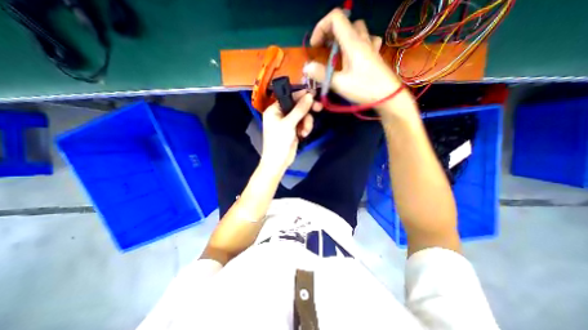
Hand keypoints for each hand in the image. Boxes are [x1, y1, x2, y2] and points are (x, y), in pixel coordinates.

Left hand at [259, 89, 319, 172]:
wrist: (278, 161)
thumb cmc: (279, 141)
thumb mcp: (289, 124)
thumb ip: (299, 109)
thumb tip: (310, 96)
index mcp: (274, 109)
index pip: (289, 97)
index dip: (301, 95)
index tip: (314, 95)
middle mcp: (281, 114)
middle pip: (297, 106)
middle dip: (307, 110)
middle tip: (319, 108)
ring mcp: (288, 122)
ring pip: (302, 116)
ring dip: (306, 123)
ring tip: (305, 132)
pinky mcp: (294, 129)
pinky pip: (303, 123)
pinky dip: (305, 128)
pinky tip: (303, 135)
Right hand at [303, 8, 409, 111]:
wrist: (388, 97)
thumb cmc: (364, 89)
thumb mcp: (340, 84)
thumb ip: (322, 74)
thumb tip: (307, 67)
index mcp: (352, 43)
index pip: (335, 18)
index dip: (321, 28)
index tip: (315, 47)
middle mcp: (362, 39)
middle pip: (344, 23)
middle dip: (329, 33)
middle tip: (323, 50)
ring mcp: (371, 46)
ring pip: (356, 29)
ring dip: (343, 37)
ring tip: (336, 52)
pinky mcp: (375, 54)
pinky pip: (366, 39)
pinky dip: (356, 43)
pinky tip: (355, 54)